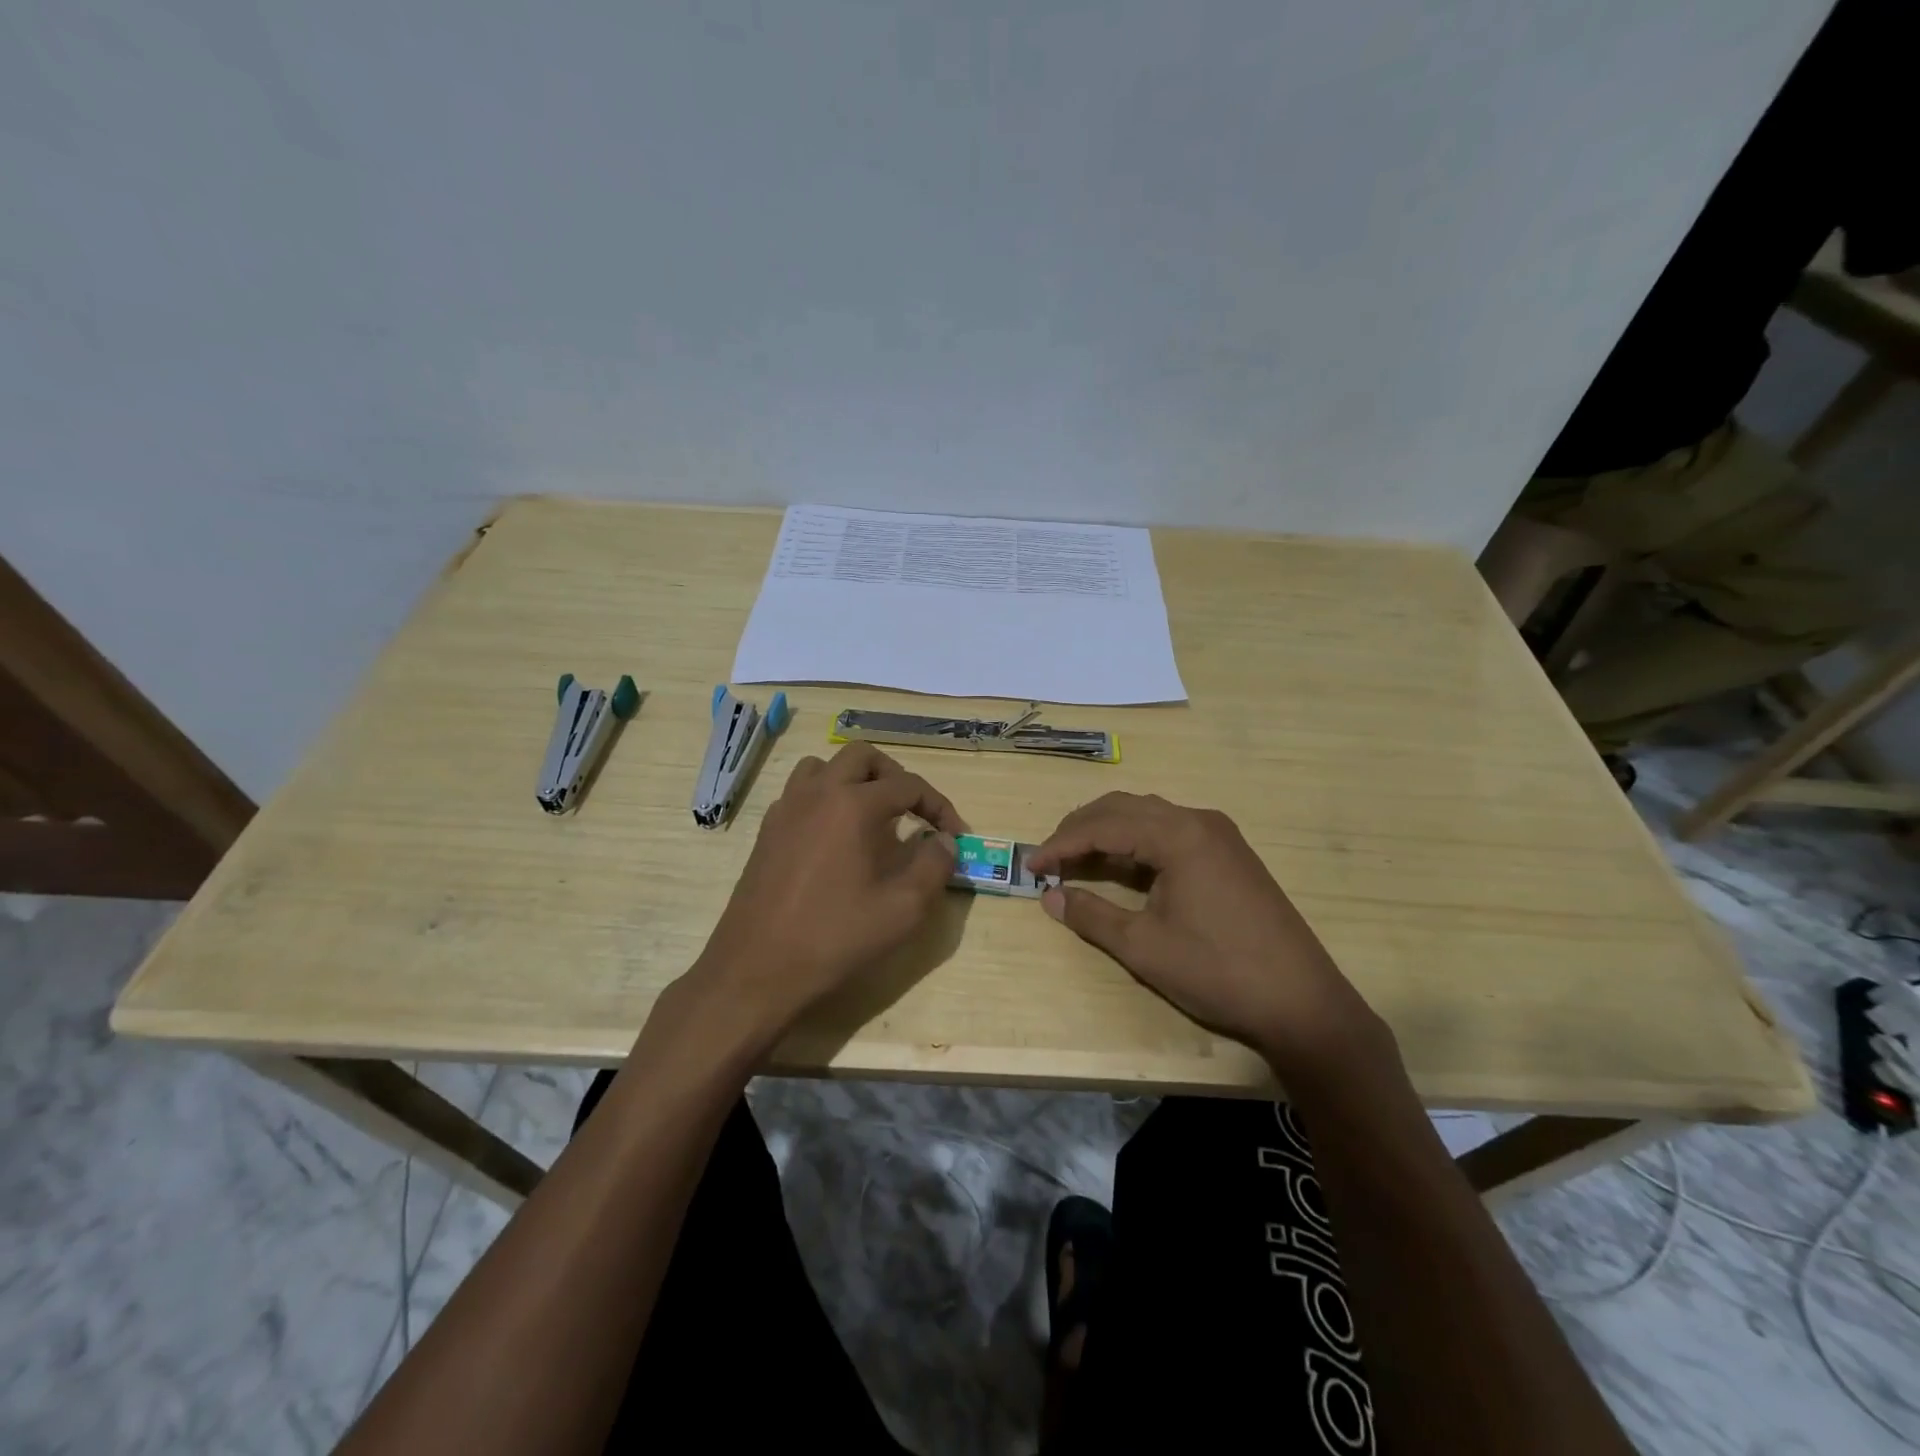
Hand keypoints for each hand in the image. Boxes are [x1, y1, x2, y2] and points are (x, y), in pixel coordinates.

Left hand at [686, 742, 965, 1048]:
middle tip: (912, 811)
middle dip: (895, 776)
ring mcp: (786, 808)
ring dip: (855, 780)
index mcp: (853, 805)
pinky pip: (801, 792)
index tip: (956, 834)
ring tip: (873, 815)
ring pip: (825, 766)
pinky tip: (835, 838)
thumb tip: (945, 840)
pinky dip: (826, 798)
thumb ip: (934, 866)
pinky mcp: (768, 830)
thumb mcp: (902, 909)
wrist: (756, 969)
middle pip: (862, 756)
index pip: (908, 784)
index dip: (939, 806)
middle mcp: (817, 793)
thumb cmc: (834, 938)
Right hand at [1029, 793, 1387, 1073]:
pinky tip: (1122, 867)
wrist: (1302, 1003)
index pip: (1104, 825)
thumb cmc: (1218, 971)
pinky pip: (1170, 831)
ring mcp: (1219, 835)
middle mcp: (1199, 821)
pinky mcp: (1230, 854)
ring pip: (1148, 815)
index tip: (1030, 865)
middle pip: (1125, 807)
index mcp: (1178, 835)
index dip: (1061, 844)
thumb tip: (1049, 896)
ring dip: (1108, 831)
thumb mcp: (1144, 947)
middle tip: (1048, 857)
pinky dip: (1137, 842)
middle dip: (1081, 828)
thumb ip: (1091, 915)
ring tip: (1076, 859)